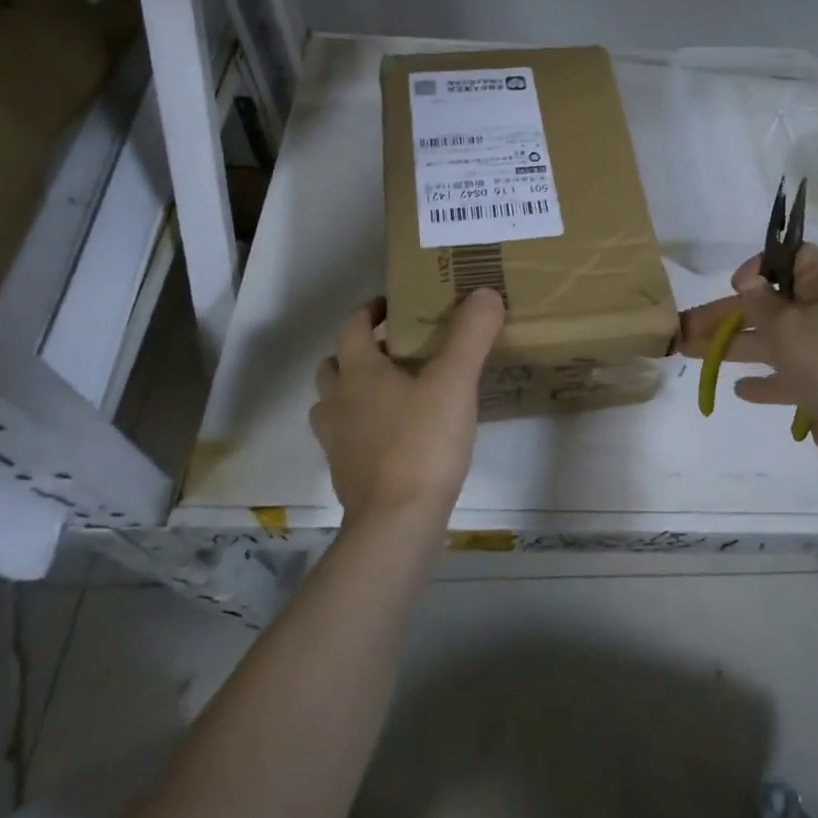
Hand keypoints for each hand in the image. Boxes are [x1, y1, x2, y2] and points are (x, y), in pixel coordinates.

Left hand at [310, 289, 505, 525]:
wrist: (397, 525)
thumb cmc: (422, 444)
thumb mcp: (455, 381)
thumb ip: (470, 335)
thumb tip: (484, 293)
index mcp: (358, 374)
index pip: (352, 328)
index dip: (370, 312)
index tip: (393, 306)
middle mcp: (338, 403)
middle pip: (334, 366)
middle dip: (358, 353)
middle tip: (394, 350)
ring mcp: (337, 443)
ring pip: (334, 405)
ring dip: (354, 392)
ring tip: (393, 392)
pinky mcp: (347, 476)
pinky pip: (348, 438)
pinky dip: (363, 427)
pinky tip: (397, 435)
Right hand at [679, 244, 817, 475]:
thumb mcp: (786, 324)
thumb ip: (760, 302)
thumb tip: (751, 282)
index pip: (795, 258)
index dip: (763, 264)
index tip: (736, 284)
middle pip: (768, 306)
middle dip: (725, 314)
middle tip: (683, 327)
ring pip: (770, 342)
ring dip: (733, 346)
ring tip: (691, 353)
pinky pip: (786, 378)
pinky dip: (763, 381)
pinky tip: (739, 389)